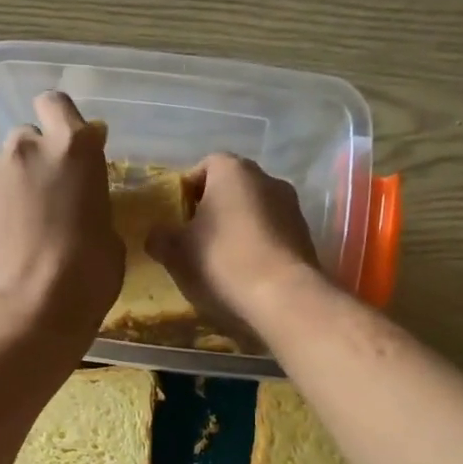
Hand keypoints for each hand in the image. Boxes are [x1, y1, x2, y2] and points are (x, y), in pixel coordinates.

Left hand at [0, 91, 122, 351]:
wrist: (23, 313)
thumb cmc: (84, 277)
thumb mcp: (109, 238)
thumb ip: (93, 205)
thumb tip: (82, 207)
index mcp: (72, 148)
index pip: (58, 104)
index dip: (62, 122)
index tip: (69, 149)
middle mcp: (25, 148)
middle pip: (28, 137)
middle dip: (37, 159)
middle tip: (48, 197)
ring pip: (0, 166)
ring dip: (12, 185)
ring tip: (20, 225)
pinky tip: (0, 245)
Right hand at [146, 153, 323, 343]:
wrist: (283, 297)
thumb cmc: (221, 262)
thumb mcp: (176, 253)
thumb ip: (160, 238)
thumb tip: (156, 236)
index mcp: (232, 171)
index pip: (205, 165)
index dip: (188, 189)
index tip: (177, 216)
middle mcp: (267, 178)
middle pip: (232, 187)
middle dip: (213, 209)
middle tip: (195, 239)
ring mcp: (292, 207)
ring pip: (255, 210)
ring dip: (238, 228)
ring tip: (221, 260)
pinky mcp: (305, 236)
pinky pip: (272, 234)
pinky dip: (258, 246)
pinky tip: (246, 273)